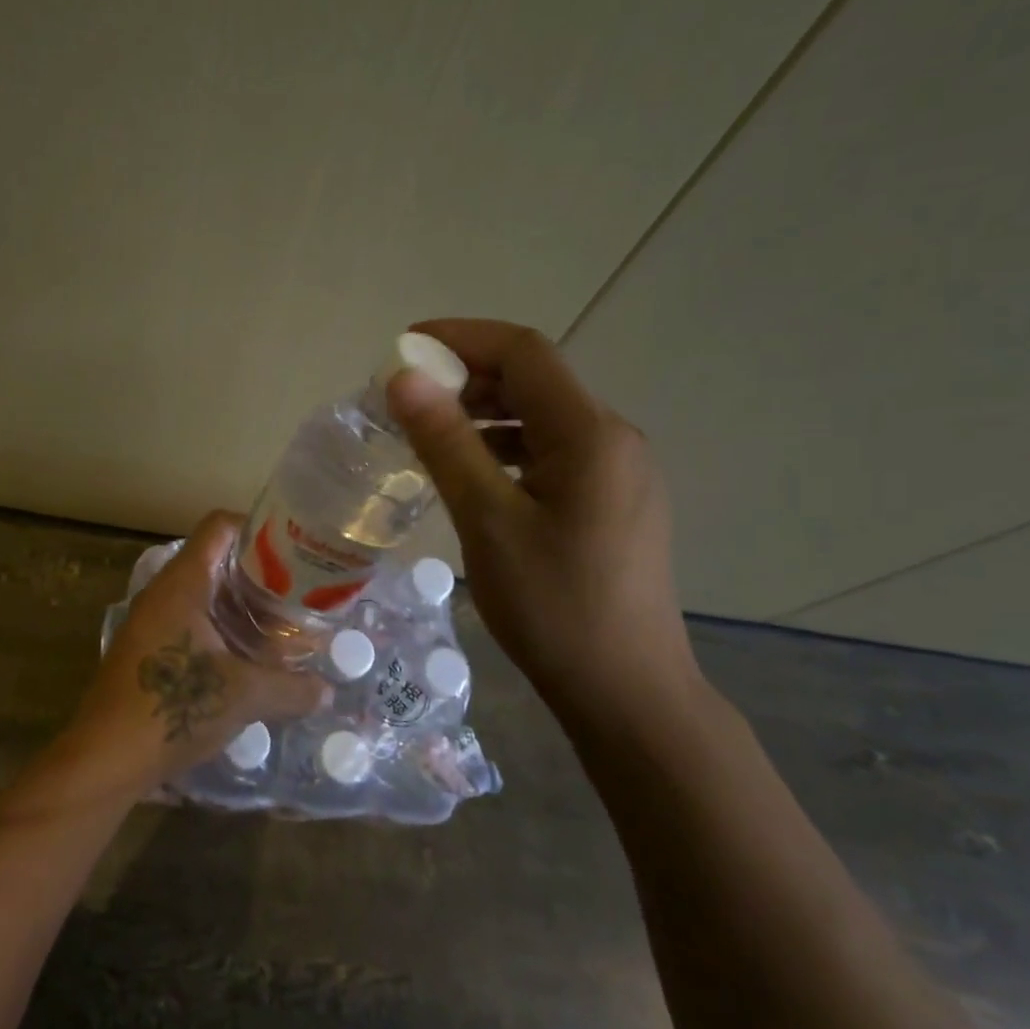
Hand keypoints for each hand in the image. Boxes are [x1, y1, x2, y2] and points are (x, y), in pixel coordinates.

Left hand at [44, 512, 327, 804]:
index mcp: (183, 583)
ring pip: (205, 598)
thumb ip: (291, 688)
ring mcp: (152, 622)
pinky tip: (252, 662)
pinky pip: (192, 625)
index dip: (257, 528)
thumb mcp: (244, 695)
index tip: (293, 550)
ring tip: (284, 629)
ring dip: (243, 611)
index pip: (220, 527)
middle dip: (260, 577)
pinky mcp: (149, 651)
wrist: (106, 758)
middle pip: (217, 562)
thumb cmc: (174, 707)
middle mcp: (164, 593)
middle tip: (299, 594)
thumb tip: (327, 691)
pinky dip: (224, 633)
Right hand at [386, 319, 698, 718]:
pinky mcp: (614, 501)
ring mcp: (619, 472)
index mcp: (591, 434)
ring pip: (543, 418)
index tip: (403, 350)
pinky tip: (474, 476)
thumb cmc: (553, 606)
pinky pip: (554, 453)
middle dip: (467, 378)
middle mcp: (614, 438)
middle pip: (535, 381)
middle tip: (407, 402)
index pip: (524, 352)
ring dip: (485, 416)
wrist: (626, 691)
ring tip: (430, 437)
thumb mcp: (488, 521)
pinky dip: (508, 449)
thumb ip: (447, 443)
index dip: (461, 338)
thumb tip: (405, 378)